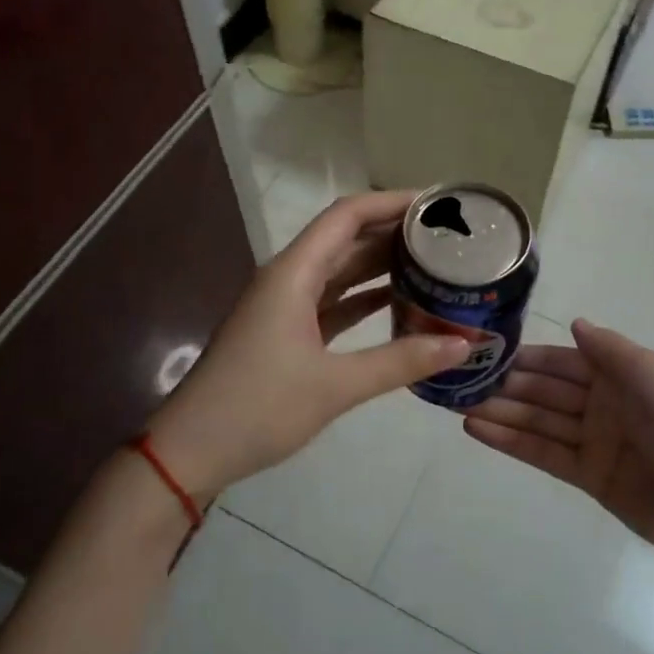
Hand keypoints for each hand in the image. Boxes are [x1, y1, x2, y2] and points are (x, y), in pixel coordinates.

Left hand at [148, 191, 468, 498]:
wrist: (191, 451)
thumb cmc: (258, 408)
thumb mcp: (335, 386)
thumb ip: (401, 362)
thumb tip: (463, 343)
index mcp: (293, 273)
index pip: (347, 216)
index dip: (391, 202)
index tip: (437, 204)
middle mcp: (288, 278)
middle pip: (346, 238)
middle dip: (393, 232)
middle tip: (448, 235)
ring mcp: (285, 306)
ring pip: (340, 270)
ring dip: (381, 264)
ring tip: (433, 261)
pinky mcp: (286, 332)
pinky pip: (332, 301)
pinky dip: (365, 298)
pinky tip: (400, 302)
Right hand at [464, 319, 653, 568]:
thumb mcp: (653, 377)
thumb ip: (610, 350)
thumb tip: (574, 322)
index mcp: (621, 374)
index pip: (563, 360)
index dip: (527, 357)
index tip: (485, 351)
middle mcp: (603, 403)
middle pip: (545, 391)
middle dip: (505, 385)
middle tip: (458, 381)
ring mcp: (594, 440)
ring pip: (538, 421)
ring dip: (500, 412)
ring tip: (456, 406)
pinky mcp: (587, 476)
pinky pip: (543, 453)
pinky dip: (510, 442)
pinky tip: (477, 430)